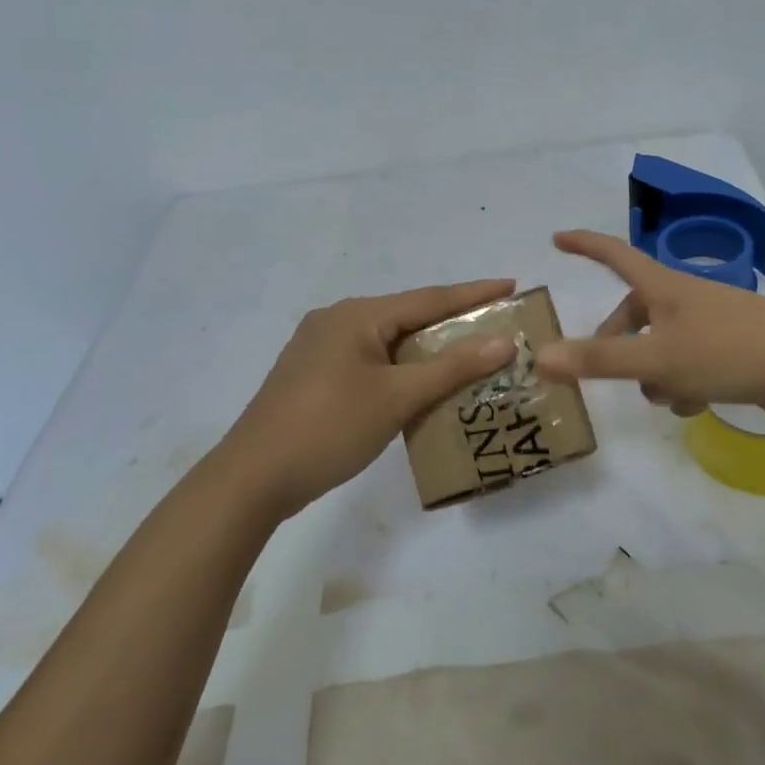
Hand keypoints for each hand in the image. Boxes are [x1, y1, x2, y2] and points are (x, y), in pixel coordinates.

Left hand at [218, 279, 517, 518]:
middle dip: (453, 323)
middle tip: (497, 327)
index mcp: (357, 314)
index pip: (429, 298)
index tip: (512, 285)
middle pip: (408, 317)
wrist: (252, 479)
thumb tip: (503, 342)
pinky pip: (371, 361)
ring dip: (427, 350)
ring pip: (389, 341)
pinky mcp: (314, 375)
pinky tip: (421, 385)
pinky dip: (401, 368)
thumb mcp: (396, 397)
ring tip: (469, 356)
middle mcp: (338, 320)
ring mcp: (321, 348)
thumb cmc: (328, 428)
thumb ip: (451, 367)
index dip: (474, 293)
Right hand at [535, 230, 764, 428]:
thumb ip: (599, 361)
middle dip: (616, 339)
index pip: (614, 255)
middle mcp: (686, 299)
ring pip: (662, 343)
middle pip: (635, 311)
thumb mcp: (658, 359)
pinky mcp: (734, 352)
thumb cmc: (731, 352)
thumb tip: (540, 357)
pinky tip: (695, 407)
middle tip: (599, 365)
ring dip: (653, 371)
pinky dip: (683, 384)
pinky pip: (691, 364)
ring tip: (663, 397)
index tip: (557, 238)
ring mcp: (713, 325)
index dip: (585, 245)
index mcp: (664, 287)